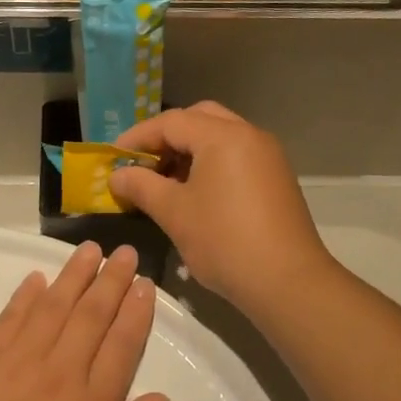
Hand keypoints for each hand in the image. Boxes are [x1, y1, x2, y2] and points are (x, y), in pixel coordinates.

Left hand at [0, 243, 168, 400]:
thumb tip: (161, 394)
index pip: (123, 343)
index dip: (137, 310)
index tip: (145, 284)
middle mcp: (60, 374)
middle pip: (92, 315)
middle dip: (112, 280)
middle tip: (125, 252)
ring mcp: (19, 362)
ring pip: (54, 307)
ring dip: (74, 275)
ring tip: (90, 250)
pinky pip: (11, 317)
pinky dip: (26, 295)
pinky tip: (40, 277)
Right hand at [109, 103, 332, 315]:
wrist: (287, 281)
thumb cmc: (224, 241)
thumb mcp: (174, 212)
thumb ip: (141, 187)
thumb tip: (117, 176)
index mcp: (223, 136)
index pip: (171, 122)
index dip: (137, 137)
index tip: (113, 157)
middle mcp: (249, 135)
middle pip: (199, 119)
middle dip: (166, 138)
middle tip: (142, 163)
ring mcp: (267, 156)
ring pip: (220, 138)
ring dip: (189, 151)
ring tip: (163, 182)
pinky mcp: (276, 178)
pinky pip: (236, 157)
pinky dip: (210, 164)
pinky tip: (194, 195)